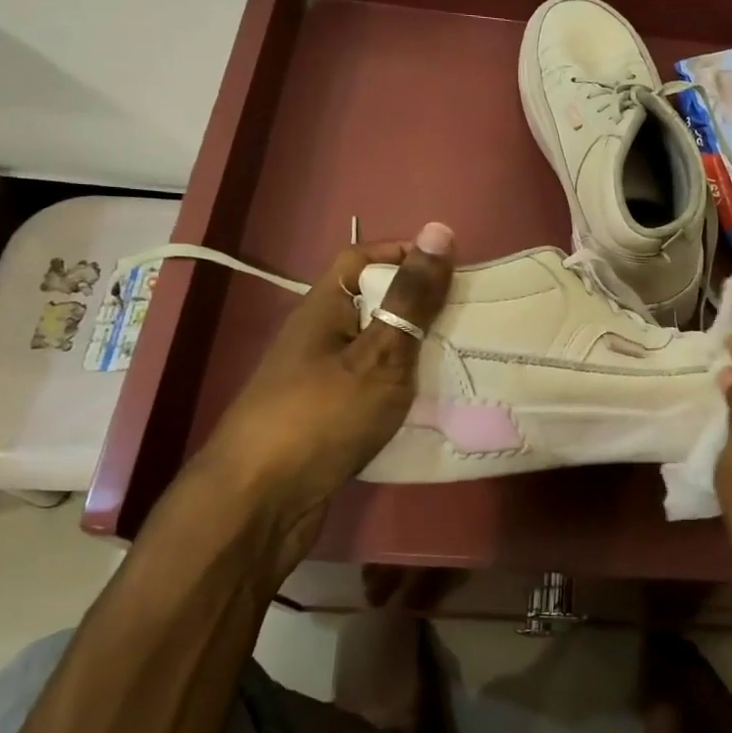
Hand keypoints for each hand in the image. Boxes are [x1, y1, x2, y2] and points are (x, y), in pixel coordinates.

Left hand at [202, 222, 454, 559]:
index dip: (407, 254)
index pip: (364, 257)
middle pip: (374, 303)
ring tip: (463, 357)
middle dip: (421, 307)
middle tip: (471, 318)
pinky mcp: (328, 417)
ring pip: (377, 348)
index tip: (454, 271)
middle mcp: (320, 336)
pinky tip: (433, 402)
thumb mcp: (379, 353)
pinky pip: (374, 386)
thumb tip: (440, 229)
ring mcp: (321, 379)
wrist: (260, 503)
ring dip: (416, 350)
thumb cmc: (321, 416)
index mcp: (325, 307)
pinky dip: (402, 387)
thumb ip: (412, 297)